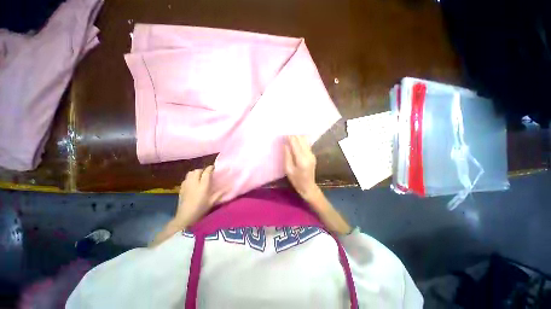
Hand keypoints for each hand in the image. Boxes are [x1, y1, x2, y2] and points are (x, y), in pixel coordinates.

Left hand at [174, 166, 224, 228]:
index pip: (206, 172)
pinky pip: (186, 178)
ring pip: (190, 173)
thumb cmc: (200, 209)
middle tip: (207, 174)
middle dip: (202, 170)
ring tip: (199, 177)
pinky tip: (192, 183)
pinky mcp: (181, 188)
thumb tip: (229, 187)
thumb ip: (220, 193)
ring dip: (196, 172)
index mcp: (203, 185)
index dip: (210, 168)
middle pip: (197, 170)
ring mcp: (186, 185)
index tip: (214, 167)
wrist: (185, 217)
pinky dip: (190, 177)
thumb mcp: (212, 202)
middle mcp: (194, 182)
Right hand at [284, 135, 322, 202]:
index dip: (290, 137)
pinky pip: (306, 144)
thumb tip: (285, 144)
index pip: (295, 144)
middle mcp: (308, 155)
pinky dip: (301, 140)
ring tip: (291, 134)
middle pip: (301, 140)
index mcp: (302, 159)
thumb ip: (287, 156)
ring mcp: (312, 154)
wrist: (308, 187)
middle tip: (287, 132)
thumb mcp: (288, 170)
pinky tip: (296, 139)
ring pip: (305, 141)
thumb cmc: (296, 180)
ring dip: (298, 136)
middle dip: (294, 135)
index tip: (284, 132)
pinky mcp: (312, 155)